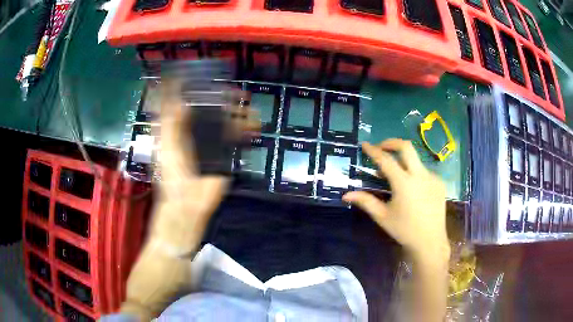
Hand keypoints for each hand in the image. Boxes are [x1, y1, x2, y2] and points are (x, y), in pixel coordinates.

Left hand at [151, 78, 256, 249]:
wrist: (187, 203)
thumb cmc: (171, 173)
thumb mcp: (166, 143)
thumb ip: (169, 119)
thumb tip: (177, 95)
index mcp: (175, 129)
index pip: (184, 103)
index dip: (193, 89)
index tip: (203, 77)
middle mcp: (192, 132)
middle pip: (208, 110)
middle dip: (221, 99)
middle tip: (235, 92)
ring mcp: (208, 143)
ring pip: (224, 122)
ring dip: (237, 113)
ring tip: (248, 106)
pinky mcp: (222, 155)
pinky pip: (234, 138)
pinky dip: (243, 131)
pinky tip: (252, 126)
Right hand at [343, 139, 448, 262]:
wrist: (430, 241)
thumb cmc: (404, 230)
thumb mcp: (383, 216)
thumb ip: (365, 201)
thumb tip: (345, 194)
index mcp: (404, 183)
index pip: (386, 160)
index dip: (374, 150)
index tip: (365, 144)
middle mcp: (420, 175)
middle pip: (406, 147)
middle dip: (392, 142)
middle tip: (381, 147)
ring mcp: (433, 177)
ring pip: (416, 160)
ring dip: (404, 161)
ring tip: (395, 176)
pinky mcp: (440, 183)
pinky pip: (425, 171)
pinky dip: (415, 173)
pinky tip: (412, 188)